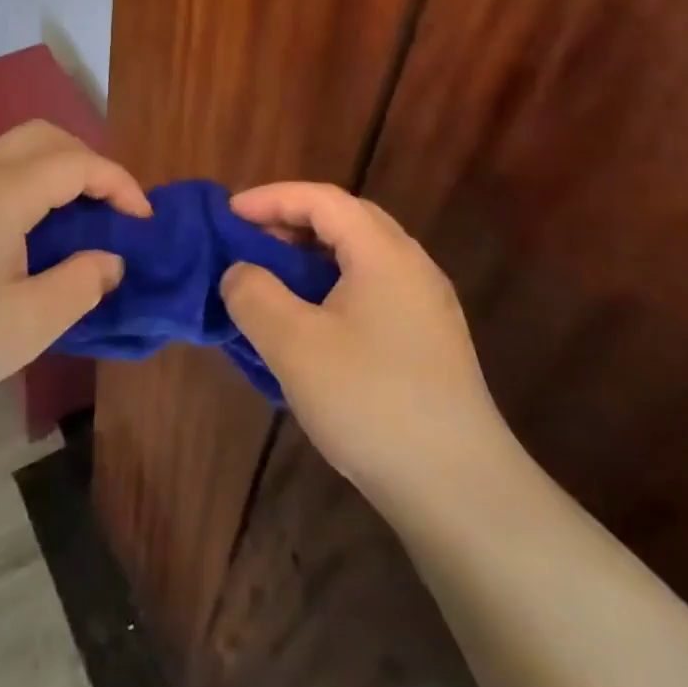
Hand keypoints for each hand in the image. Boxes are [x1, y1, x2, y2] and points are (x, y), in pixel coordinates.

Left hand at [0, 120, 150, 412]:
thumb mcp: (28, 324)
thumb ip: (81, 284)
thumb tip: (111, 259)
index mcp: (5, 193)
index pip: (78, 163)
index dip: (120, 183)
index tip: (144, 219)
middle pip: (46, 136)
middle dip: (90, 161)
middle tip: (112, 207)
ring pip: (18, 147)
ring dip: (59, 166)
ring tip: (80, 213)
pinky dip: (33, 179)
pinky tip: (35, 227)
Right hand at [221, 183, 508, 510]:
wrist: (458, 488)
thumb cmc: (370, 402)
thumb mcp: (293, 345)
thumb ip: (254, 295)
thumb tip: (239, 272)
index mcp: (383, 253)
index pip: (322, 199)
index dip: (271, 198)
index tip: (229, 213)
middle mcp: (411, 265)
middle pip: (346, 219)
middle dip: (293, 220)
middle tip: (249, 240)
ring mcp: (426, 304)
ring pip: (361, 255)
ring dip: (313, 255)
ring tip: (273, 277)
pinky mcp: (429, 340)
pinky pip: (372, 288)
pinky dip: (333, 285)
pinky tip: (311, 321)